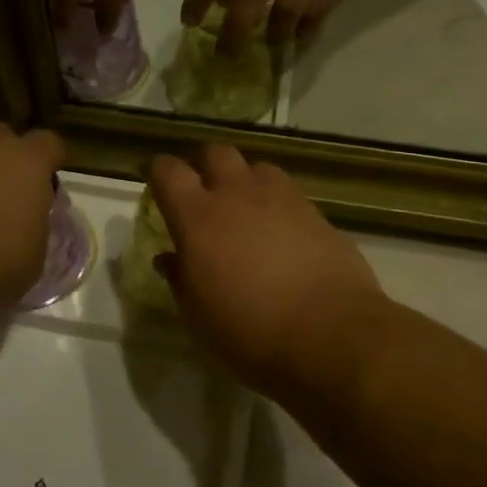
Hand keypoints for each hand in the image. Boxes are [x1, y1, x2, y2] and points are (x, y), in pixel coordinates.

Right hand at [148, 145, 386, 393]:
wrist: (330, 334)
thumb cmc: (250, 331)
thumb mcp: (198, 315)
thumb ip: (180, 278)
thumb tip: (169, 258)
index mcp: (198, 216)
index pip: (168, 171)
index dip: (158, 172)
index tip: (155, 184)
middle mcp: (238, 193)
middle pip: (215, 152)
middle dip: (203, 165)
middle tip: (201, 191)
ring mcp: (281, 197)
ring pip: (255, 166)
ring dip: (244, 179)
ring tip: (244, 208)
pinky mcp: (315, 211)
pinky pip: (287, 191)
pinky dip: (275, 201)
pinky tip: (279, 230)